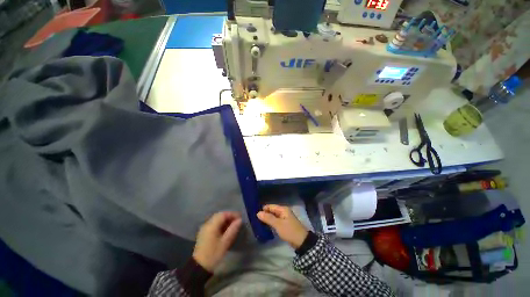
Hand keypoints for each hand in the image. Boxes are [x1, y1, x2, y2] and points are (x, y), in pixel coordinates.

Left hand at [193, 211, 241, 271]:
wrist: (199, 268)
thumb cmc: (213, 254)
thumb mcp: (225, 242)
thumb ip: (233, 229)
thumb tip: (240, 220)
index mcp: (212, 225)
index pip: (223, 214)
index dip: (233, 214)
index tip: (240, 218)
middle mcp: (207, 224)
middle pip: (220, 215)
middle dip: (229, 217)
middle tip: (237, 221)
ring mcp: (204, 228)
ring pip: (217, 219)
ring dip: (225, 220)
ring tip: (233, 226)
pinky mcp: (204, 233)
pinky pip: (214, 224)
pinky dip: (221, 224)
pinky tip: (225, 230)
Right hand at [257, 204, 307, 248]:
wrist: (302, 242)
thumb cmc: (289, 231)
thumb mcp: (278, 224)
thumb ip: (268, 218)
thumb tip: (258, 213)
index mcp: (283, 209)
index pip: (271, 206)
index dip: (263, 209)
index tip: (254, 213)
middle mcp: (283, 212)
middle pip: (272, 211)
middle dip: (265, 214)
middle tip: (255, 219)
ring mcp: (284, 218)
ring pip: (273, 216)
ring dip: (267, 219)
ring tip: (258, 222)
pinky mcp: (284, 224)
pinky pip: (275, 221)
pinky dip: (271, 223)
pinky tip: (265, 226)